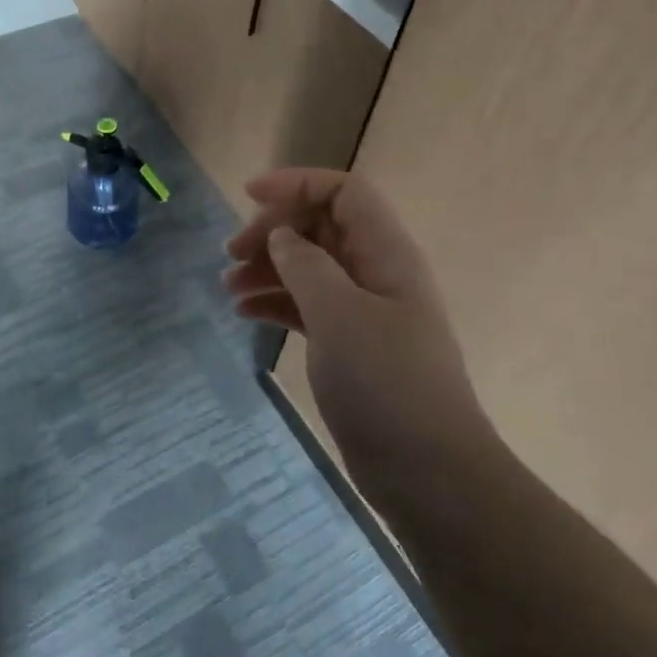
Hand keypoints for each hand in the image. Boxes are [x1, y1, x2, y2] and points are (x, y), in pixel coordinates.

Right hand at [223, 168, 492, 493]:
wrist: (428, 474)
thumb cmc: (386, 383)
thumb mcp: (338, 314)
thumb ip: (305, 264)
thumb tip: (282, 237)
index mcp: (386, 253)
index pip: (343, 193)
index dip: (297, 183)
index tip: (249, 196)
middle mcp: (377, 272)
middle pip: (320, 227)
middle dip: (273, 230)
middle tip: (231, 253)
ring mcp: (364, 310)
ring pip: (309, 267)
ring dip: (268, 268)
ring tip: (228, 287)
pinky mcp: (350, 345)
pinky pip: (307, 305)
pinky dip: (276, 302)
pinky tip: (245, 313)